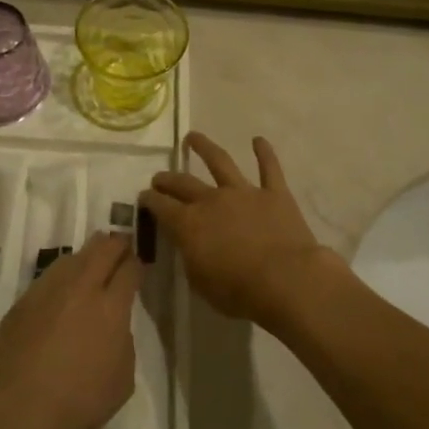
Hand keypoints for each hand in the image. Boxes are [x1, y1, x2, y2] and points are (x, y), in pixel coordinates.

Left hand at [0, 232, 141, 428]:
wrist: (17, 406)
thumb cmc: (78, 401)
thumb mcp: (122, 380)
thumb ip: (124, 343)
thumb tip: (115, 327)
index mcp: (111, 306)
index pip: (129, 269)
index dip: (137, 263)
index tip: (138, 265)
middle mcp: (82, 287)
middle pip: (103, 248)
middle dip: (117, 244)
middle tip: (122, 248)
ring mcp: (50, 289)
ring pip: (75, 256)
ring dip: (88, 255)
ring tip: (93, 263)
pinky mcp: (25, 299)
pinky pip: (50, 275)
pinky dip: (63, 275)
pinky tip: (64, 288)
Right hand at [143, 132, 341, 328]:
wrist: (286, 280)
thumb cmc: (239, 291)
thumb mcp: (200, 282)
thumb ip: (190, 257)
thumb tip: (188, 244)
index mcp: (189, 224)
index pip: (161, 206)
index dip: (149, 200)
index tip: (143, 196)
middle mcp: (212, 200)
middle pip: (183, 182)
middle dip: (167, 178)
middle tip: (159, 177)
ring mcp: (244, 192)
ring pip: (220, 162)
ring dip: (205, 147)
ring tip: (193, 136)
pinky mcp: (274, 193)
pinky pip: (269, 168)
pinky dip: (265, 152)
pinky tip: (259, 140)